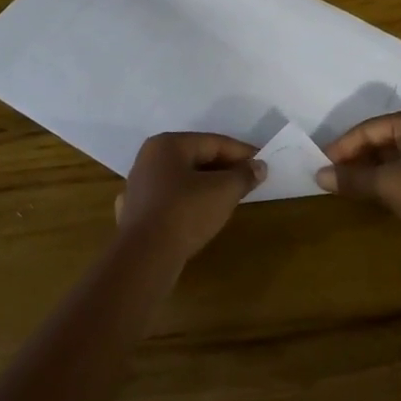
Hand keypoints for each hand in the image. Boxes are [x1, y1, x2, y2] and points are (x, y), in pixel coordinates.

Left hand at [115, 132, 263, 262]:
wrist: (145, 257)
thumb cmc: (185, 213)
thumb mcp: (223, 191)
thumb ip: (243, 175)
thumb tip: (259, 166)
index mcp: (168, 144)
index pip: (213, 142)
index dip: (242, 153)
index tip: (263, 163)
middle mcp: (150, 157)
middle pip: (197, 157)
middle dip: (225, 169)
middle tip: (250, 180)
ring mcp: (140, 184)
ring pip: (183, 178)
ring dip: (208, 185)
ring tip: (231, 196)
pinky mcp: (138, 210)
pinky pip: (171, 198)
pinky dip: (189, 201)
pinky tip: (202, 212)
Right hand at [316, 109, 400, 238]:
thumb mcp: (387, 184)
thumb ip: (353, 178)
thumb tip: (319, 176)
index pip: (368, 128)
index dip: (343, 146)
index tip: (322, 163)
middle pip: (380, 138)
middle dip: (356, 156)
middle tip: (333, 172)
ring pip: (393, 153)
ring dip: (370, 167)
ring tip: (348, 182)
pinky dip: (386, 175)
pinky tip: (372, 188)